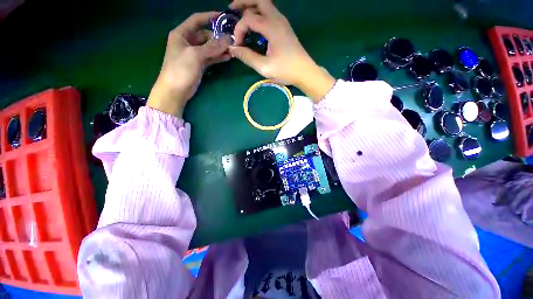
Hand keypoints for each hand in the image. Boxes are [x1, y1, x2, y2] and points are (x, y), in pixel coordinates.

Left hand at [148, 12, 232, 116]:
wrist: (175, 91)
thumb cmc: (181, 69)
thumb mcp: (195, 55)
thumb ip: (212, 47)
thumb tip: (228, 39)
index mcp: (181, 34)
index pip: (196, 20)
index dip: (209, 16)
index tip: (223, 16)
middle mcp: (187, 42)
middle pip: (205, 35)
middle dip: (218, 37)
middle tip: (232, 40)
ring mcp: (194, 54)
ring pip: (209, 47)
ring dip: (220, 48)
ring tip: (233, 49)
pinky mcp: (199, 65)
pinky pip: (210, 58)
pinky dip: (218, 57)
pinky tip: (227, 57)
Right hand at [228, 0, 334, 102]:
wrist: (305, 72)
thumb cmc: (286, 70)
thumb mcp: (265, 67)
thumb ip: (248, 57)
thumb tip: (233, 49)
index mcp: (272, 27)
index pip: (248, 19)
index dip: (239, 30)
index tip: (237, 45)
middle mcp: (277, 19)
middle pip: (259, 0)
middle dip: (243, 2)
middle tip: (232, 10)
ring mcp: (282, 22)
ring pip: (265, 5)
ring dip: (252, 7)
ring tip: (241, 16)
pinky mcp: (285, 28)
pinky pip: (270, 13)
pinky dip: (259, 14)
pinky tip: (255, 25)